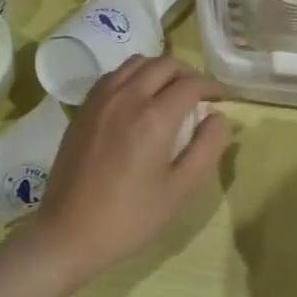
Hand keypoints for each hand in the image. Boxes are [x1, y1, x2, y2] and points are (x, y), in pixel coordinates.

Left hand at [29, 55, 230, 282]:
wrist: (68, 233)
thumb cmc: (129, 218)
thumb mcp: (179, 190)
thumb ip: (206, 149)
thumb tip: (219, 117)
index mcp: (153, 118)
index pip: (191, 85)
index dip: (214, 87)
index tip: (227, 97)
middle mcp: (126, 98)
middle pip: (164, 65)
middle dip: (190, 73)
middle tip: (203, 94)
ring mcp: (100, 100)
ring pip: (137, 63)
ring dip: (160, 70)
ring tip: (172, 91)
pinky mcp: (83, 109)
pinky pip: (114, 76)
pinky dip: (134, 76)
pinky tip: (140, 98)